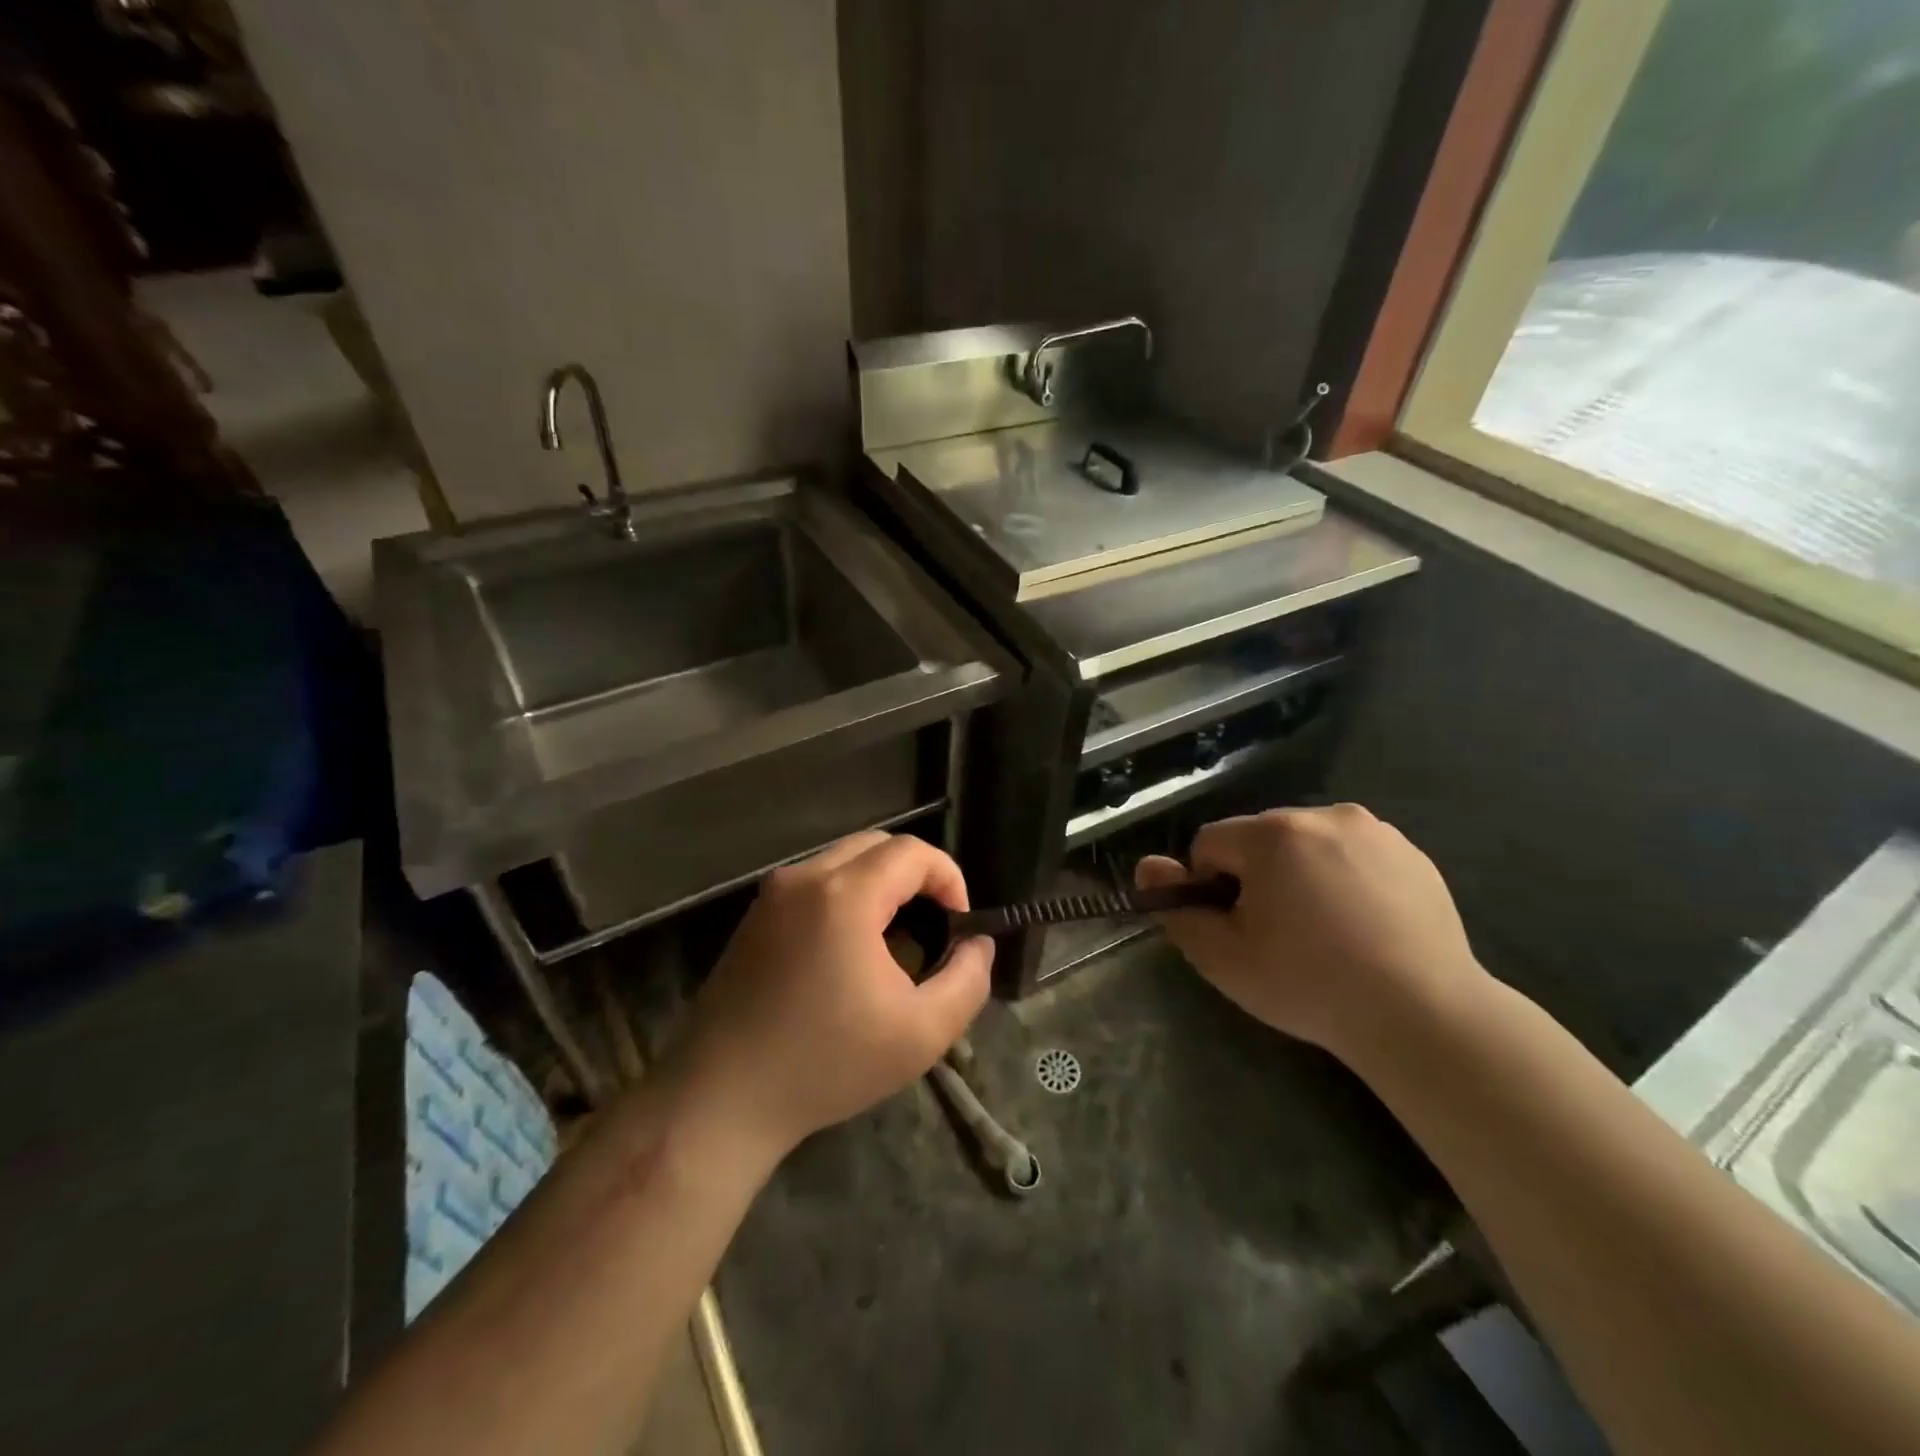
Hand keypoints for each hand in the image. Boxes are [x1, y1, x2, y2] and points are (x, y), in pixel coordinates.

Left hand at [680, 832, 992, 1161]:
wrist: (721, 1100)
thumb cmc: (826, 1064)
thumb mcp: (922, 1033)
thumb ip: (967, 980)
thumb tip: (977, 944)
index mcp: (844, 894)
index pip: (912, 852)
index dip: (949, 877)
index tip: (960, 923)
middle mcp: (805, 878)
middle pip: (878, 845)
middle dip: (917, 876)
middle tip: (934, 925)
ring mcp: (772, 895)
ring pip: (844, 861)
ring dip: (881, 885)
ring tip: (897, 941)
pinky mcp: (754, 918)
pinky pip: (815, 884)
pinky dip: (847, 897)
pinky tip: (849, 953)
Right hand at [1136, 804, 1485, 1060]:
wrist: (1424, 1016)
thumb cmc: (1310, 984)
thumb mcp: (1223, 957)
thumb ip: (1177, 907)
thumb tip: (1149, 867)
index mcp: (1273, 834)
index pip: (1210, 843)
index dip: (1210, 886)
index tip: (1237, 928)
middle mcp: (1323, 815)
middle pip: (1259, 839)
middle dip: (1256, 876)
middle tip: (1279, 934)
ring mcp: (1375, 831)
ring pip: (1307, 844)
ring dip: (1299, 874)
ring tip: (1325, 932)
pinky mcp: (1412, 853)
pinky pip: (1352, 855)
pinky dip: (1344, 878)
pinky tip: (1363, 926)